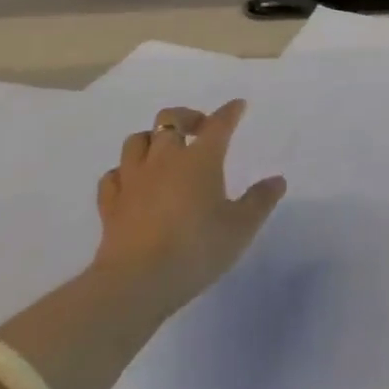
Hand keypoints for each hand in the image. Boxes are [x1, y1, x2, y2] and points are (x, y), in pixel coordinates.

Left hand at [90, 101, 285, 321]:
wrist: (137, 282)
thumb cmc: (196, 249)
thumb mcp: (240, 228)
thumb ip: (260, 201)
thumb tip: (277, 180)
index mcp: (200, 159)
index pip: (218, 124)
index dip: (229, 112)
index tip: (237, 106)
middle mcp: (165, 159)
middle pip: (169, 120)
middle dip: (185, 117)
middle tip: (198, 129)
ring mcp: (134, 179)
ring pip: (136, 141)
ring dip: (151, 140)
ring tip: (162, 152)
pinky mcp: (111, 204)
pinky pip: (113, 176)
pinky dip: (123, 173)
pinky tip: (131, 183)